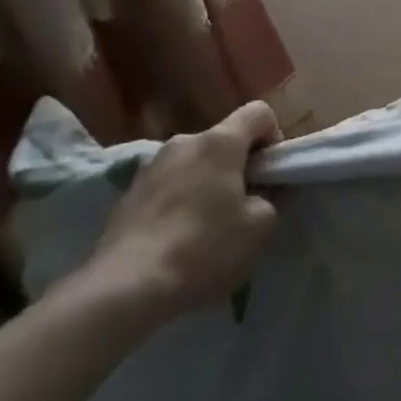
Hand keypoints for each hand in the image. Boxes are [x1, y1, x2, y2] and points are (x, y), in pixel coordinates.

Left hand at [67, 101, 282, 326]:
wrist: (125, 287)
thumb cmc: (205, 248)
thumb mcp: (260, 226)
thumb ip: (271, 198)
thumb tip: (262, 192)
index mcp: (219, 142)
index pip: (259, 112)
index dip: (274, 138)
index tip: (271, 175)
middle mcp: (182, 142)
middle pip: (224, 140)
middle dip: (239, 166)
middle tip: (244, 206)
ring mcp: (150, 167)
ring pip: (194, 163)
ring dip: (208, 184)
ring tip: (208, 228)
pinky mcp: (127, 195)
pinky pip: (168, 186)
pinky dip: (181, 202)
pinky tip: (178, 240)